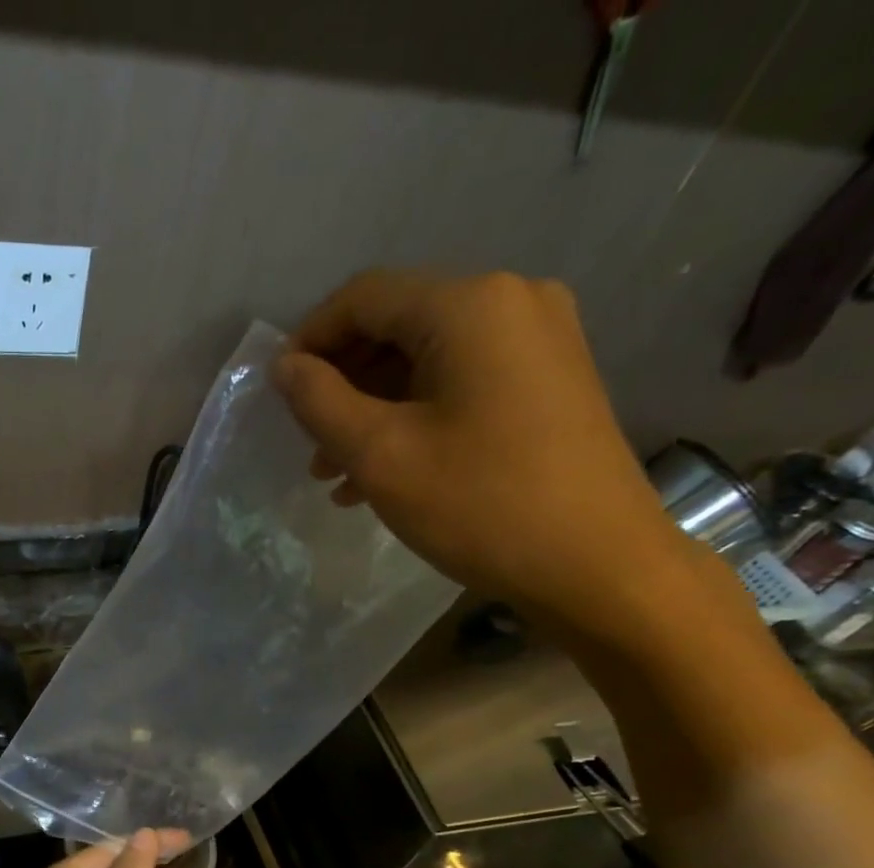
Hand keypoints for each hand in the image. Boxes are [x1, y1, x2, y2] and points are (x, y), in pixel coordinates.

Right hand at [273, 270, 723, 645]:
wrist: (597, 564)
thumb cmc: (480, 506)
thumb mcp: (381, 455)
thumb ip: (321, 403)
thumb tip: (285, 367)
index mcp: (470, 305)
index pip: (365, 298)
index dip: (310, 339)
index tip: (277, 394)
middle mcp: (512, 302)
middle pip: (399, 325)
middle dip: (343, 384)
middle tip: (309, 446)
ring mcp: (540, 341)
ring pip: (428, 361)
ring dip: (374, 410)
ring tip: (338, 474)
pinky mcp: (551, 382)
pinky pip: (463, 383)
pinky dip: (416, 418)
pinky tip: (388, 473)